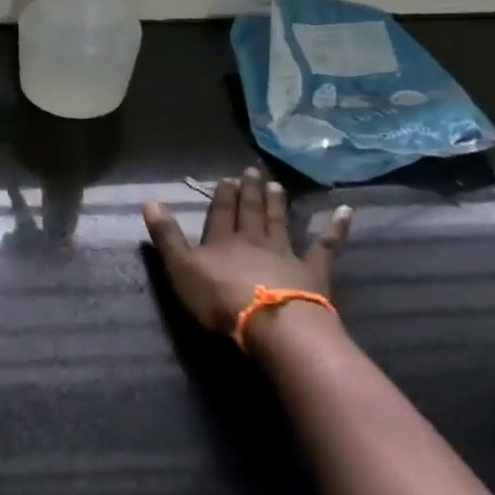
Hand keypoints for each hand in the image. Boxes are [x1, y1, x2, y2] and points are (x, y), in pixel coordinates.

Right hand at [142, 166, 351, 336]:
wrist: (271, 322)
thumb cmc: (219, 299)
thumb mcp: (180, 269)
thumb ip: (166, 237)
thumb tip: (149, 201)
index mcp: (222, 240)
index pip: (221, 213)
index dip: (222, 197)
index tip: (227, 179)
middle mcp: (253, 239)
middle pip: (251, 212)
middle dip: (250, 192)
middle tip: (252, 172)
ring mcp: (285, 253)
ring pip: (279, 222)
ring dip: (277, 203)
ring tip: (276, 185)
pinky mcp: (312, 270)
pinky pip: (325, 246)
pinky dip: (335, 228)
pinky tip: (345, 211)